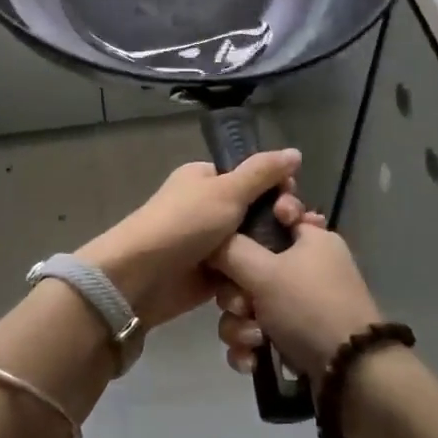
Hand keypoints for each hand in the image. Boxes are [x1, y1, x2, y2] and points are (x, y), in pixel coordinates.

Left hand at [78, 151, 305, 332]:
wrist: (140, 278)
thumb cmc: (183, 224)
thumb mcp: (227, 190)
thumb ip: (262, 172)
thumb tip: (295, 152)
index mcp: (207, 179)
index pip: (254, 179)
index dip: (279, 190)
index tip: (294, 204)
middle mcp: (209, 208)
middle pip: (258, 214)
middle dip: (279, 226)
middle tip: (297, 234)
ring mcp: (210, 245)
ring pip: (253, 247)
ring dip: (269, 257)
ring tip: (290, 265)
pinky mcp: (210, 277)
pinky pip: (242, 274)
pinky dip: (253, 280)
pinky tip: (272, 285)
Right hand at [209, 207, 384, 384]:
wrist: (349, 373)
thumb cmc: (309, 307)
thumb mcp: (265, 271)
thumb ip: (231, 249)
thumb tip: (210, 241)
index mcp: (311, 239)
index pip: (275, 215)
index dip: (249, 226)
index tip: (235, 243)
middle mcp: (307, 267)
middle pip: (250, 267)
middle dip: (235, 293)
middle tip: (243, 306)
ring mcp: (301, 305)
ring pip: (249, 305)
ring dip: (240, 326)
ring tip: (254, 341)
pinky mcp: (295, 338)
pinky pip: (257, 333)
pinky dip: (251, 347)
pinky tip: (252, 360)